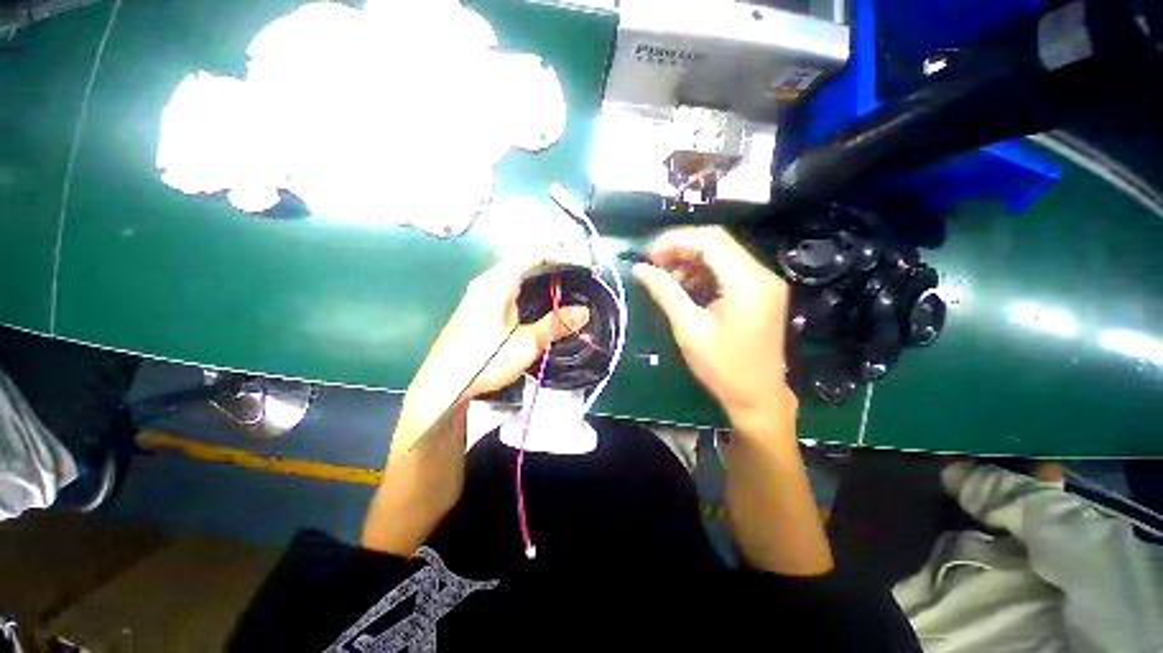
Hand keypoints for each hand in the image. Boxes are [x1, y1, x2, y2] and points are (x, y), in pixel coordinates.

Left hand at [393, 252, 588, 451]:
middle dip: (554, 265)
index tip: (582, 267)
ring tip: (565, 289)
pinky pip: (509, 287)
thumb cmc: (484, 361)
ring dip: (541, 278)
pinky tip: (540, 304)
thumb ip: (556, 324)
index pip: (533, 253)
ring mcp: (479, 294)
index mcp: (497, 282)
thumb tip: (584, 312)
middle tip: (578, 278)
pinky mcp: (478, 307)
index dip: (561, 255)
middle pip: (525, 260)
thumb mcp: (526, 344)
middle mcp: (486, 281)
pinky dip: (530, 289)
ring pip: (516, 274)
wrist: (442, 387)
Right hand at [633, 226, 795, 435]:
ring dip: (691, 262)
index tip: (649, 255)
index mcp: (747, 282)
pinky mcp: (761, 293)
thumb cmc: (723, 368)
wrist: (757, 398)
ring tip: (667, 281)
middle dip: (681, 250)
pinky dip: (704, 274)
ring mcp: (764, 283)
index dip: (675, 240)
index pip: (710, 240)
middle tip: (654, 265)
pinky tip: (686, 289)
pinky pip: (729, 272)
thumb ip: (665, 292)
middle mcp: (762, 275)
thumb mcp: (688, 328)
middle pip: (717, 244)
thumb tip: (640, 269)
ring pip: (722, 256)